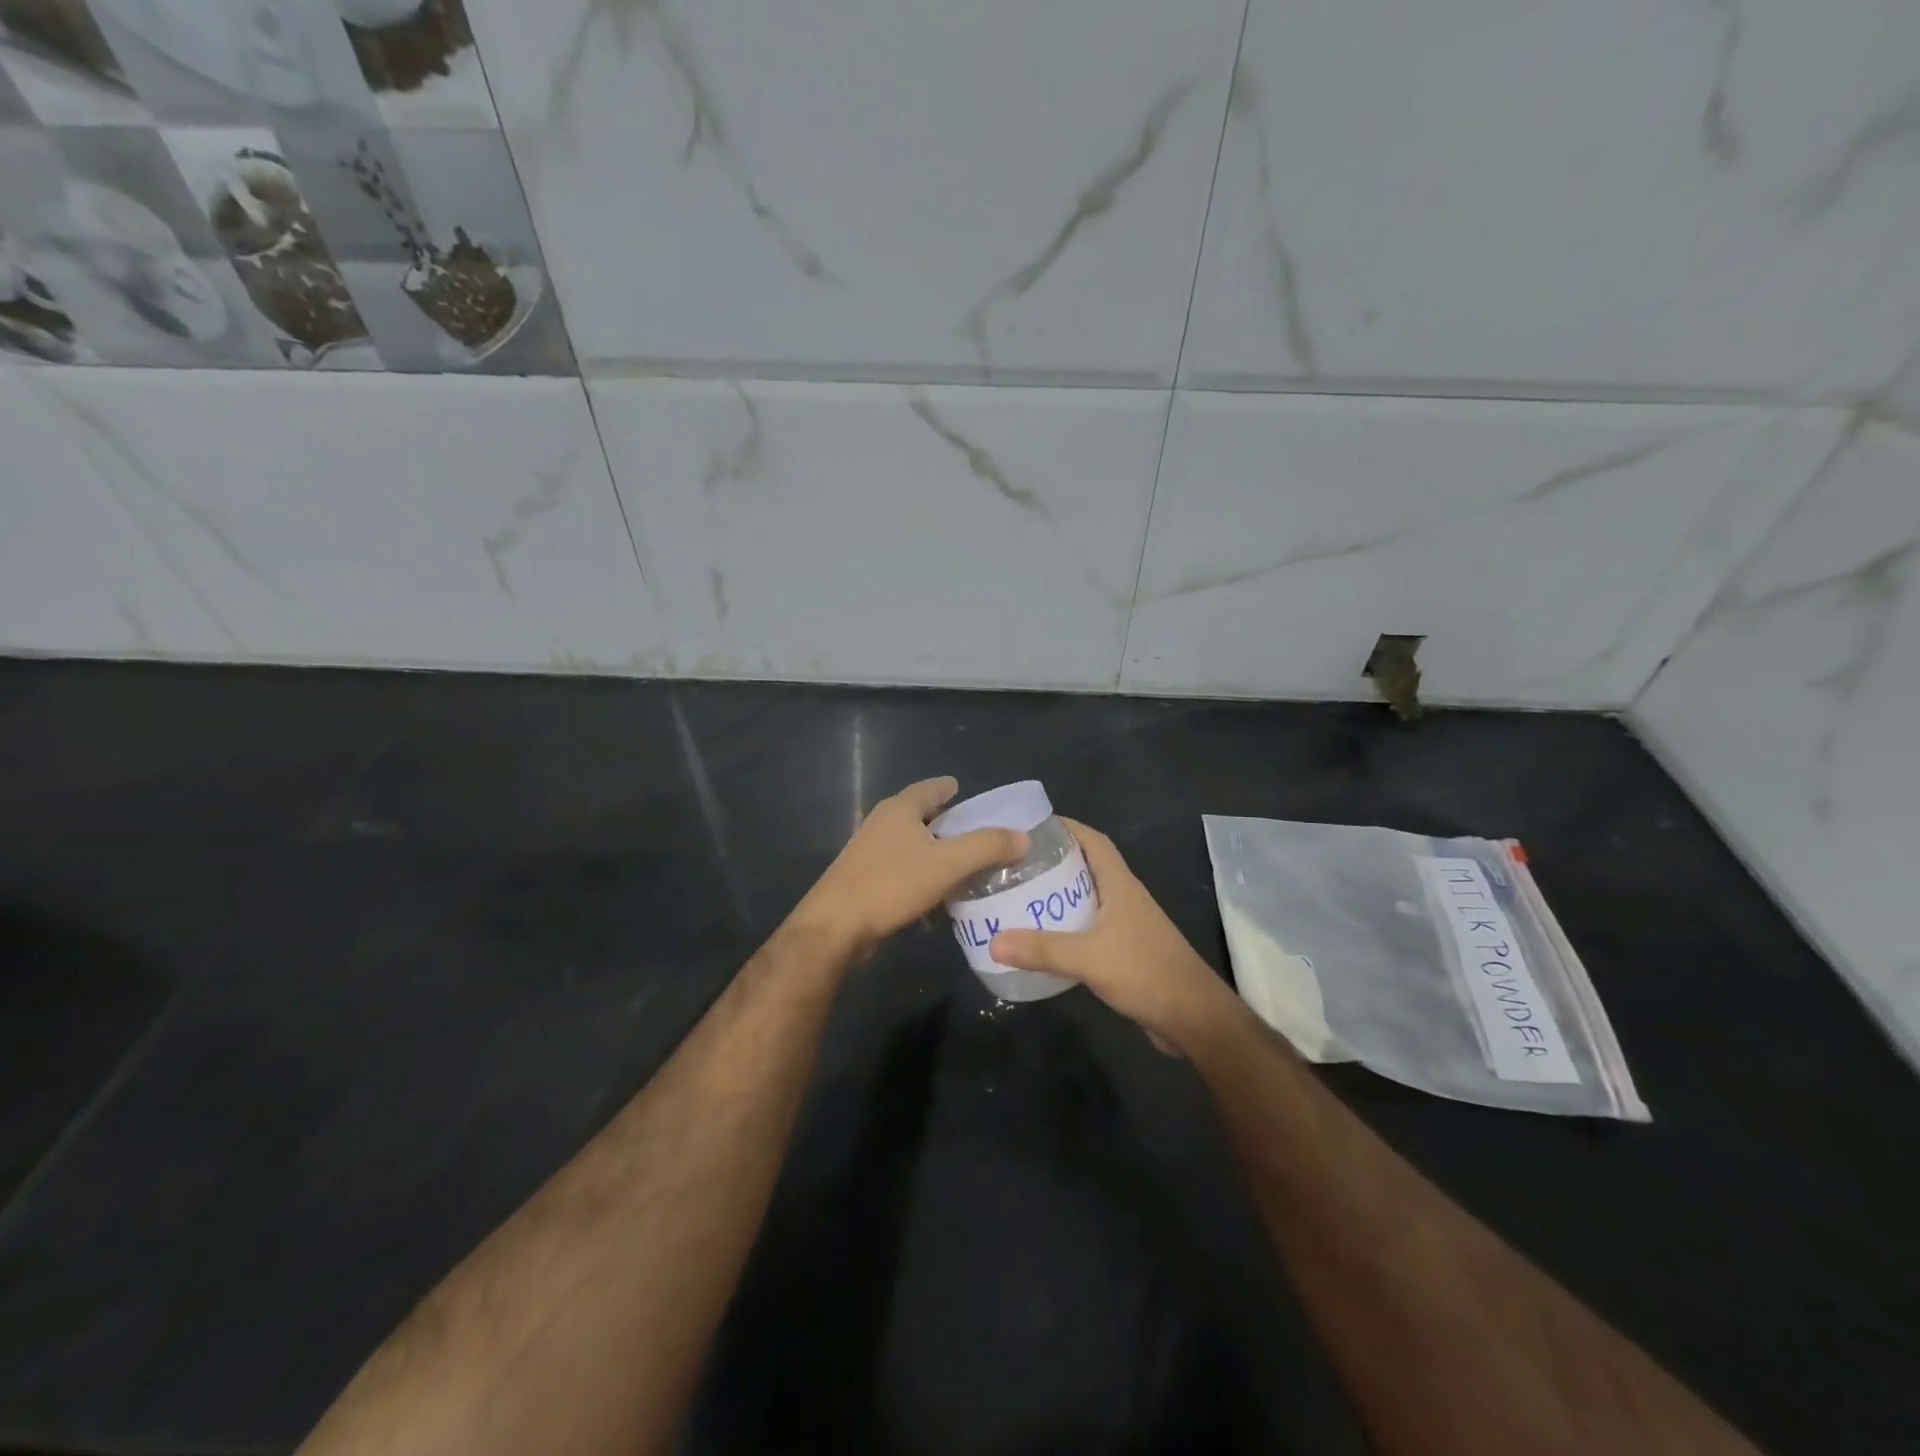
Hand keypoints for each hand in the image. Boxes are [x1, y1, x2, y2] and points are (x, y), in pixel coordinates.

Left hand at [793, 777, 1027, 956]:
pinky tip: (936, 897)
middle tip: (975, 832)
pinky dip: (921, 876)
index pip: (930, 788)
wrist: (835, 927)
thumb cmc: (892, 885)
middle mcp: (881, 823)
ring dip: (934, 852)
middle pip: (919, 815)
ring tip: (962, 865)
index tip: (965, 791)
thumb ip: (987, 847)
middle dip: (946, 822)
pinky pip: (901, 870)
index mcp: (899, 809)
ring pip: (910, 845)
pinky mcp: (863, 879)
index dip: (949, 788)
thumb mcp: (948, 864)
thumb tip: (1023, 837)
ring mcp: (868, 852)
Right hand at [989, 819, 1241, 1052]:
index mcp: (1120, 885)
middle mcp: (1124, 898)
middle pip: (1087, 867)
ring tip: (1020, 896)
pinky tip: (1043, 938)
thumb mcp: (1088, 958)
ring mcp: (1127, 925)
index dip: (1067, 827)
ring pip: (1088, 899)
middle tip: (1015, 864)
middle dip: (1054, 861)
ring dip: (1059, 895)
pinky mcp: (1126, 951)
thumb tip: (993, 942)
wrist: (1193, 1018)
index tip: (1032, 826)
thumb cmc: (1146, 973)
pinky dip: (1067, 926)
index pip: (1094, 841)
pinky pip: (1089, 927)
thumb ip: (1042, 949)